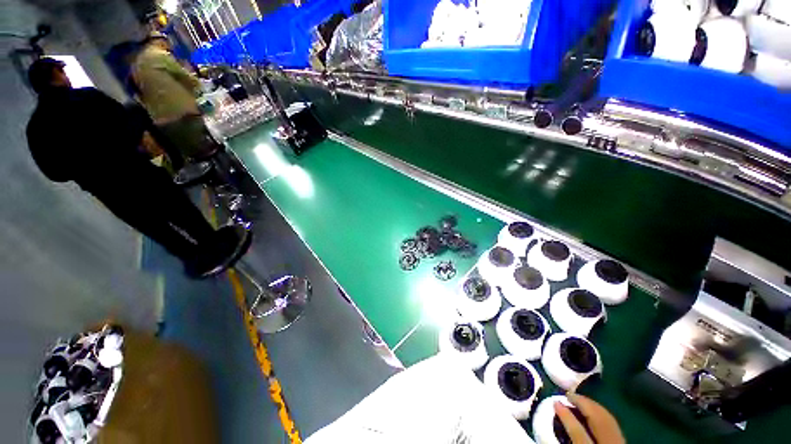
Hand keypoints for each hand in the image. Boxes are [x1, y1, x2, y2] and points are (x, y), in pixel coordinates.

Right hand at [554, 392, 624, 443]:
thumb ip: (571, 439)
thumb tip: (560, 420)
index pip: (578, 433)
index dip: (566, 416)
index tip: (555, 402)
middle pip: (598, 420)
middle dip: (583, 404)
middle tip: (569, 394)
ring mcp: (620, 443)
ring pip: (608, 418)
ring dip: (593, 405)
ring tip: (580, 399)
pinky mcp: (623, 441)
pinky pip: (613, 423)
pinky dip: (602, 413)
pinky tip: (594, 411)